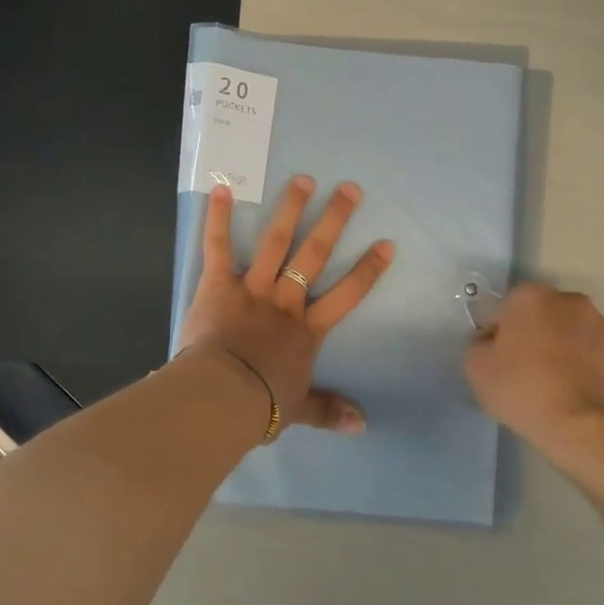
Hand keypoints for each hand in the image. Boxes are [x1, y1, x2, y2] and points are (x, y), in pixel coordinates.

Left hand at [178, 177, 394, 434]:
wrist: (221, 397)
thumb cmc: (261, 404)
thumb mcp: (299, 409)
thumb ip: (329, 411)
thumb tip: (363, 425)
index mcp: (306, 330)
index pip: (346, 296)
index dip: (367, 270)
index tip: (386, 244)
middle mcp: (285, 301)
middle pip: (313, 256)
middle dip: (334, 221)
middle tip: (349, 190)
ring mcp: (252, 289)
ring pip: (275, 243)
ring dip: (290, 210)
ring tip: (304, 180)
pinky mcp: (218, 285)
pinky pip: (218, 247)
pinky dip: (217, 218)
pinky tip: (221, 188)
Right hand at [464, 283, 603, 456]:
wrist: (581, 426)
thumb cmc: (522, 389)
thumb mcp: (476, 368)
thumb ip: (478, 344)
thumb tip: (491, 341)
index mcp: (532, 297)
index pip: (506, 307)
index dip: (498, 332)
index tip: (496, 358)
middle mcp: (571, 301)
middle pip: (544, 314)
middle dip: (535, 333)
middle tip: (524, 368)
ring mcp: (603, 326)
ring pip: (573, 331)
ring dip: (564, 347)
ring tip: (554, 383)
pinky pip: (596, 354)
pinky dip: (587, 366)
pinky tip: (576, 390)